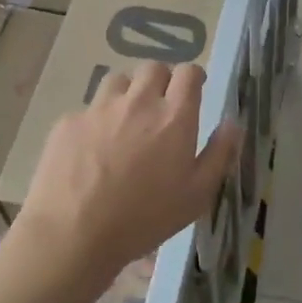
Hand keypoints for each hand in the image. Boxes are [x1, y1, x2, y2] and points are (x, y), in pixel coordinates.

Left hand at [14, 61, 239, 283]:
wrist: (73, 234)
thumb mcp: (197, 195)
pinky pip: (88, 109)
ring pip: (118, 81)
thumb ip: (219, 154)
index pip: (188, 73)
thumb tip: (233, 123)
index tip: (193, 91)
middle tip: (161, 108)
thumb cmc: (145, 218)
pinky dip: (96, 121)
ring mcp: (99, 109)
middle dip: (161, 81)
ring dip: (128, 93)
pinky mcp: (68, 122)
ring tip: (125, 122)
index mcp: (174, 117)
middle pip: (153, 68)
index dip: (193, 78)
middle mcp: (138, 102)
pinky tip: (92, 149)